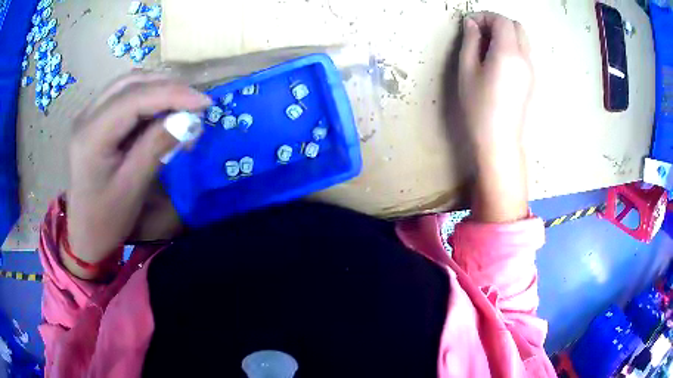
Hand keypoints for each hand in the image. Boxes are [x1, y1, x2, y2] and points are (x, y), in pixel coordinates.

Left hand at [65, 72, 210, 278]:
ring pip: (127, 85)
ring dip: (157, 89)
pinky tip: (160, 111)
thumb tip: (188, 119)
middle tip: (195, 103)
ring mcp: (88, 115)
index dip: (172, 94)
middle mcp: (86, 116)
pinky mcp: (93, 120)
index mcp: (91, 136)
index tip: (204, 102)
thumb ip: (157, 146)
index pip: (134, 98)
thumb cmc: (107, 219)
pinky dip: (146, 98)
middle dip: (167, 87)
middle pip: (131, 83)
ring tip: (181, 105)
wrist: (85, 235)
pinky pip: (123, 96)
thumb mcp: (133, 187)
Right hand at [458, 12, 532, 221]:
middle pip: (516, 26)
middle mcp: (525, 58)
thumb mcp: (467, 70)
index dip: (485, 16)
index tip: (471, 24)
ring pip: (523, 39)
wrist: (500, 140)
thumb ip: (470, 42)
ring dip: (506, 34)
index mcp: (508, 53)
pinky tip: (498, 60)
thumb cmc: (479, 107)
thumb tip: (472, 24)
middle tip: (480, 33)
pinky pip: (524, 52)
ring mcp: (531, 69)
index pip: (502, 21)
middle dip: (497, 22)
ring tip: (487, 47)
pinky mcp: (532, 79)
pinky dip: (512, 46)